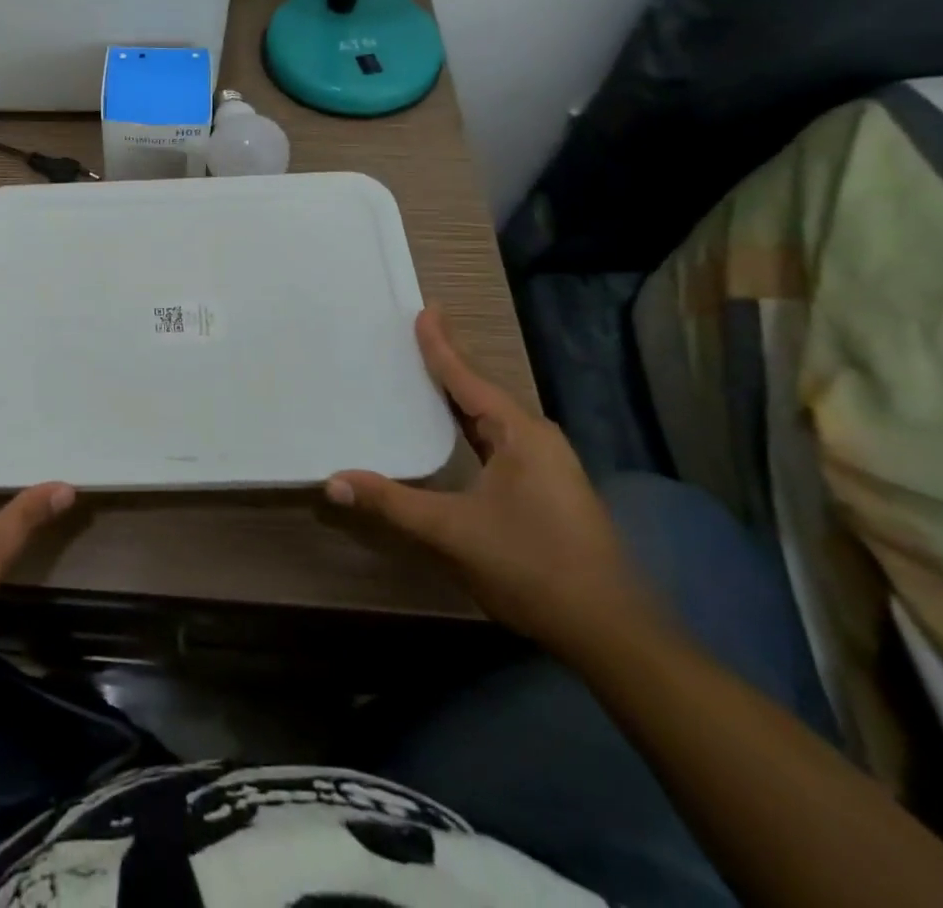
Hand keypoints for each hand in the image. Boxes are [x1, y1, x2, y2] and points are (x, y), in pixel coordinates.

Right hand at [326, 310, 654, 657]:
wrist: (610, 633)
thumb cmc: (532, 566)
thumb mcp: (452, 532)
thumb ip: (391, 503)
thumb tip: (332, 481)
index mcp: (520, 434)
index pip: (468, 379)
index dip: (441, 345)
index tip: (425, 310)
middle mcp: (536, 439)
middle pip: (481, 391)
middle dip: (448, 364)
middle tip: (416, 334)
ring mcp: (545, 465)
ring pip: (491, 418)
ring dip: (458, 396)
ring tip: (426, 374)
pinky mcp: (544, 489)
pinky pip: (497, 440)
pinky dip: (468, 425)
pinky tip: (452, 431)